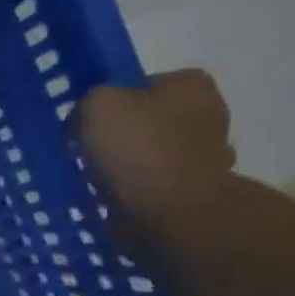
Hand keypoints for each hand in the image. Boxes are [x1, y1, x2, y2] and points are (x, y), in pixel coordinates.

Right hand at [77, 69, 235, 241]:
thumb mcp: (97, 105)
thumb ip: (89, 101)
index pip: (142, 86)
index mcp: (191, 84)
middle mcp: (209, 113)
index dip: (111, 104)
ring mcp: (207, 155)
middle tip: (89, 156)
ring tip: (98, 184)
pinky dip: (136, 193)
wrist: (174, 211)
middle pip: (148, 122)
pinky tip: (116, 201)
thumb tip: (86, 119)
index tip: (88, 126)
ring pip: (151, 156)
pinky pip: (155, 186)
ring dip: (128, 168)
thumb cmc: (140, 149)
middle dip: (121, 138)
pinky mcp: (197, 191)